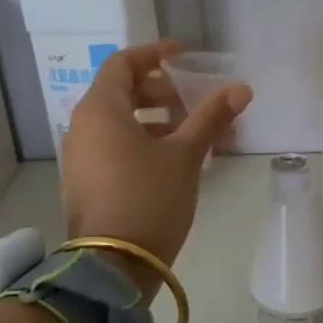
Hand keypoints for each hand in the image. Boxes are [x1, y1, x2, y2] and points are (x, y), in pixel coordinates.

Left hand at [60, 40, 251, 281]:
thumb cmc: (148, 198)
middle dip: (161, 92)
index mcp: (100, 110)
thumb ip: (211, 117)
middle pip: (121, 92)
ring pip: (119, 123)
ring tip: (193, 135)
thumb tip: (242, 89)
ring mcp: (80, 158)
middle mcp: (82, 127)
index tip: (183, 56)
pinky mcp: (86, 183)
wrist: (112, 267)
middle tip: (194, 101)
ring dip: (156, 120)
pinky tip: (174, 162)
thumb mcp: (185, 155)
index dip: (154, 54)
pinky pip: (114, 147)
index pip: (123, 63)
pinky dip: (142, 143)